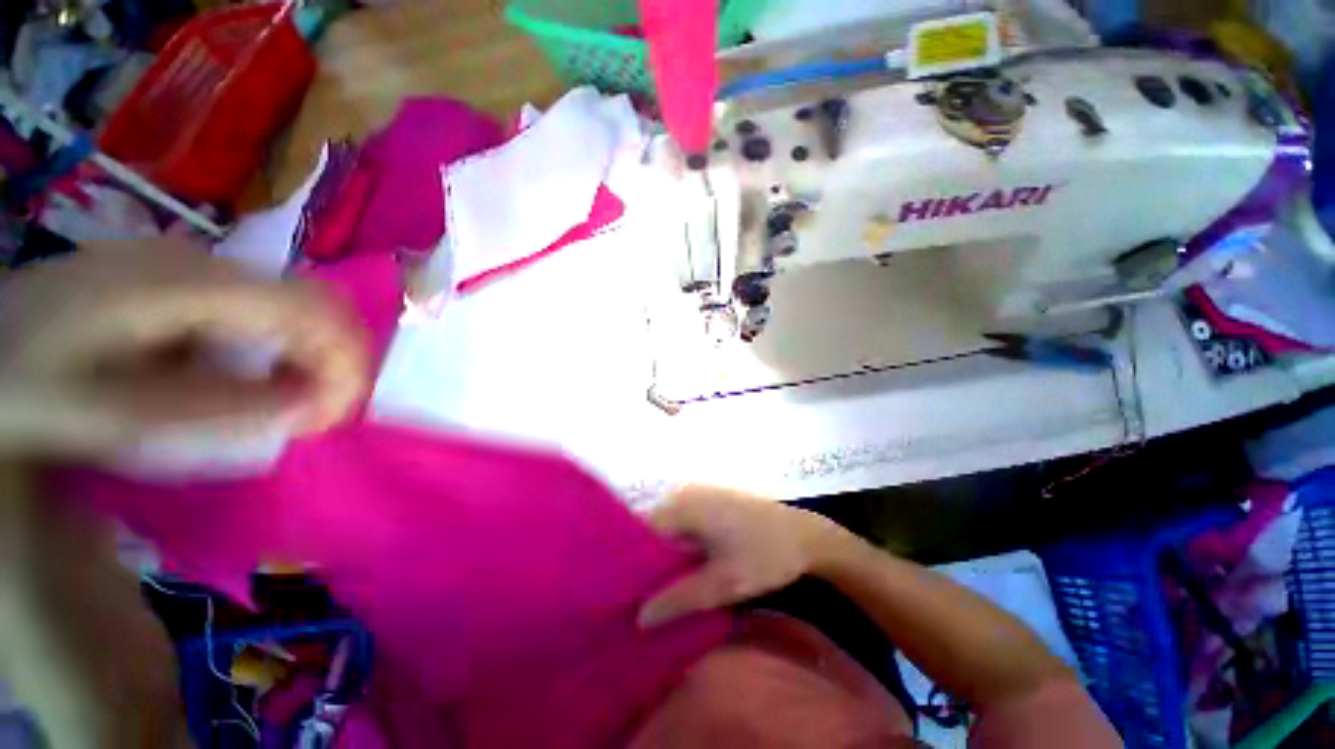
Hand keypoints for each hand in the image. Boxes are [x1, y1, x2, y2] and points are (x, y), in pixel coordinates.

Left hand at [0, 238, 369, 456]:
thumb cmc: (27, 382)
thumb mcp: (106, 414)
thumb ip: (213, 409)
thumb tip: (308, 407)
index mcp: (187, 283)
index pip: (314, 309)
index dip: (345, 362)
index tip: (331, 417)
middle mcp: (202, 264)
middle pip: (312, 304)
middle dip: (331, 364)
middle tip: (311, 418)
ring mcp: (192, 268)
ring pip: (291, 307)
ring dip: (305, 359)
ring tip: (282, 407)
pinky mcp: (182, 282)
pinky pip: (259, 313)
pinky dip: (274, 351)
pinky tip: (244, 381)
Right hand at [637, 486, 853, 628]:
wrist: (806, 535)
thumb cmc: (765, 556)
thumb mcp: (724, 584)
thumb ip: (680, 599)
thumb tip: (639, 618)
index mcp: (685, 505)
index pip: (641, 531)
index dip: (629, 563)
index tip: (621, 594)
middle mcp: (685, 493)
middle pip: (652, 528)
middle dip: (645, 562)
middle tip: (637, 598)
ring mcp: (698, 493)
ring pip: (667, 526)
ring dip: (662, 556)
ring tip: (655, 589)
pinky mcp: (710, 500)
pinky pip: (682, 522)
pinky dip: (678, 546)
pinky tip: (680, 571)